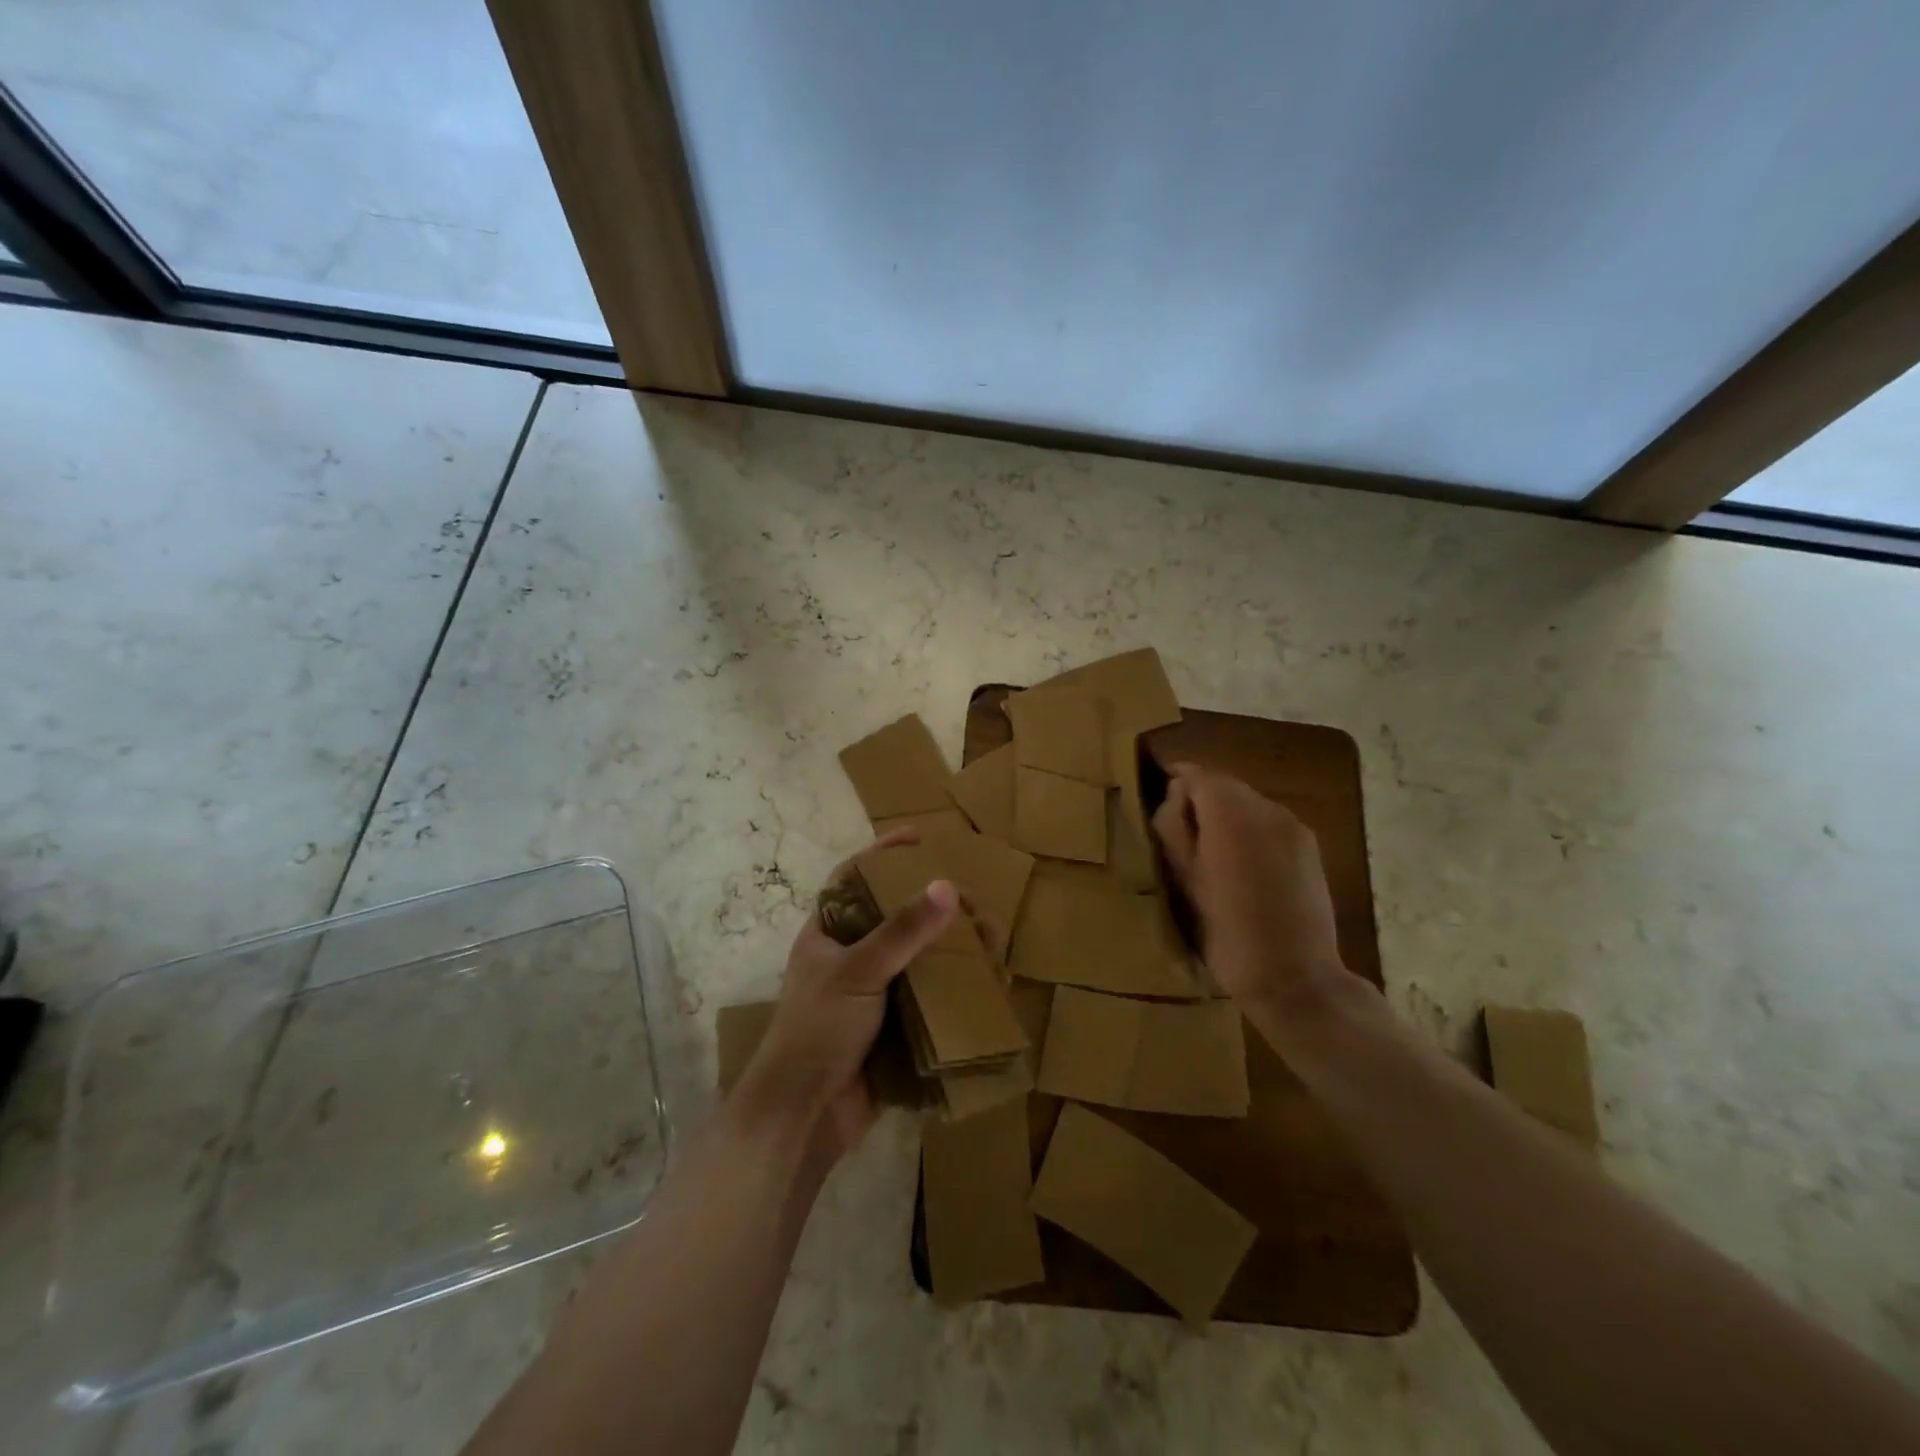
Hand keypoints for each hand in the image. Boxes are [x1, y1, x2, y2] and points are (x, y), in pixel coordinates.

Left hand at [744, 832, 957, 1159]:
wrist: (805, 1115)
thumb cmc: (818, 1029)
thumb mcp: (858, 970)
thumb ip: (902, 930)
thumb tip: (946, 886)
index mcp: (828, 933)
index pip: (854, 877)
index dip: (884, 853)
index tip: (919, 836)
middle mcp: (850, 957)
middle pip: (894, 916)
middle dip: (933, 904)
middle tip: (971, 897)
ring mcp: (872, 994)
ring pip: (917, 958)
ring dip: (951, 947)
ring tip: (989, 937)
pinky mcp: (893, 1027)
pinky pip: (929, 997)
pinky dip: (954, 988)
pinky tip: (984, 981)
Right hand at [1151, 764, 1345, 1023]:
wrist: (1292, 976)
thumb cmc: (1226, 930)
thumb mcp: (1183, 878)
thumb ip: (1173, 826)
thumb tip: (1175, 796)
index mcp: (1231, 814)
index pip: (1197, 774)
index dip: (1174, 782)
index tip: (1157, 801)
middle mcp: (1267, 808)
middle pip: (1225, 785)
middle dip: (1201, 800)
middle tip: (1179, 835)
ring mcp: (1293, 826)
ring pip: (1248, 803)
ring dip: (1226, 816)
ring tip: (1210, 854)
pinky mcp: (1309, 847)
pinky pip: (1269, 823)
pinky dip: (1250, 831)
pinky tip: (1241, 866)